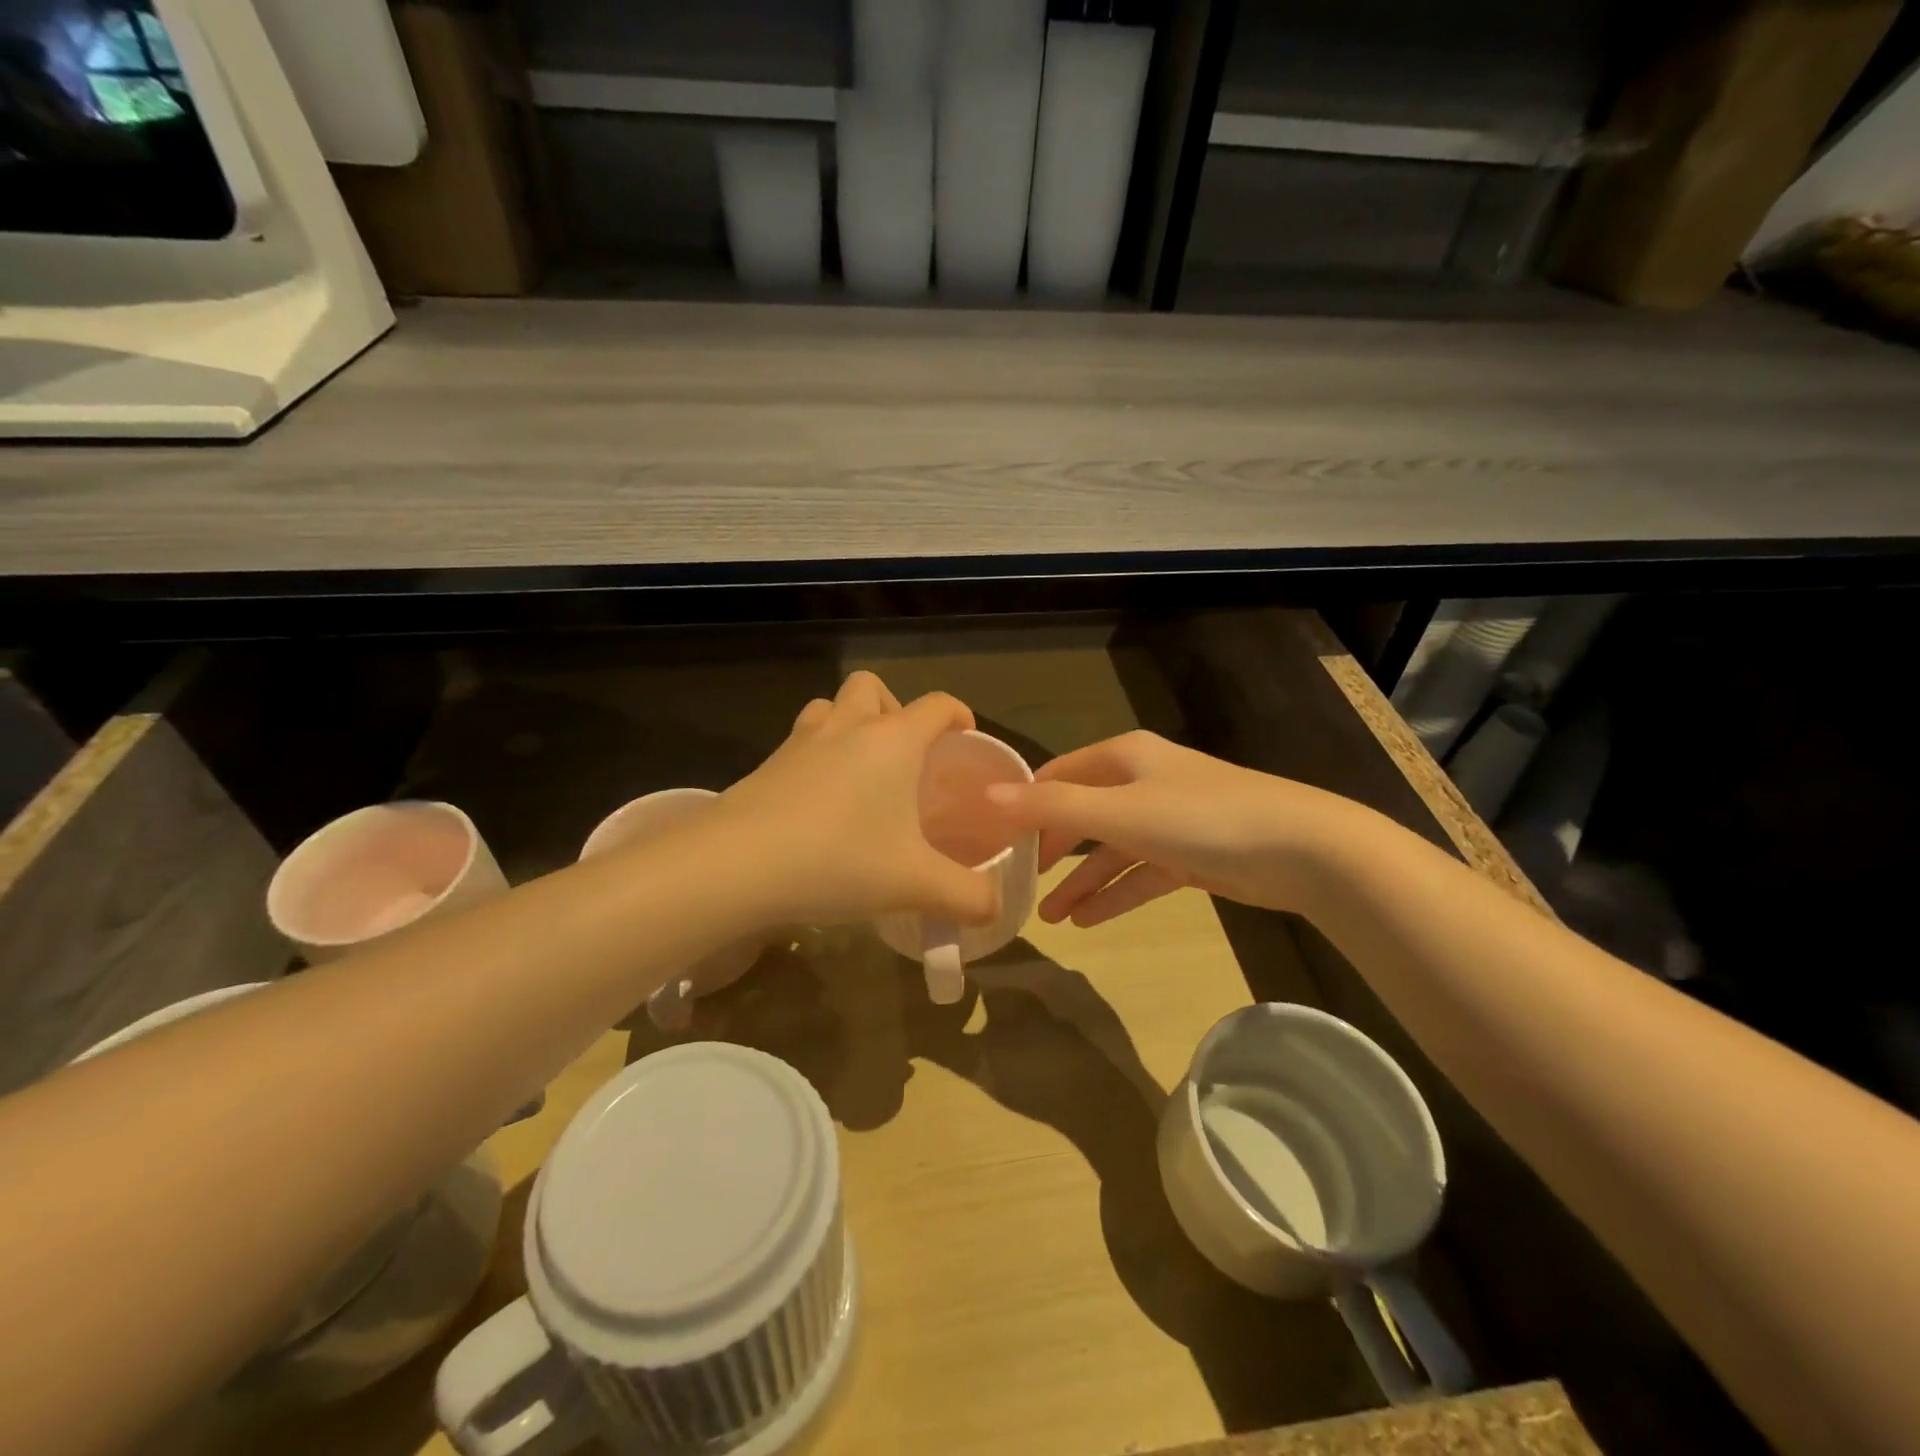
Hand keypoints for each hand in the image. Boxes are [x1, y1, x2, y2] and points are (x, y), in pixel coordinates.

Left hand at [709, 671, 1002, 928]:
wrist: (736, 865)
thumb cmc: (839, 859)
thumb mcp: (915, 885)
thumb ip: (967, 896)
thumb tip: (996, 908)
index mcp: (893, 741)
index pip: (937, 704)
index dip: (958, 714)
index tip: (965, 738)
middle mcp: (847, 727)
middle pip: (873, 688)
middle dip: (893, 709)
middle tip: (903, 755)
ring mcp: (801, 741)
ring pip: (830, 707)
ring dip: (849, 725)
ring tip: (859, 771)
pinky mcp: (767, 764)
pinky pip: (800, 742)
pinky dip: (816, 756)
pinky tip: (819, 804)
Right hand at [984, 731, 1356, 925]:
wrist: (1301, 849)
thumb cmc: (1201, 818)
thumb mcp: (1119, 811)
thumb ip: (1052, 807)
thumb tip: (986, 797)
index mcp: (1124, 758)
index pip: (1059, 773)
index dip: (1026, 801)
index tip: (993, 835)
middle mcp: (1144, 781)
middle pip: (1083, 812)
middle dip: (1052, 848)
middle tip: (1019, 879)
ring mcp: (1169, 819)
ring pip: (1112, 850)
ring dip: (1081, 881)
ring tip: (1050, 917)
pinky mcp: (1191, 855)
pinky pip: (1141, 874)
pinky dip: (1116, 894)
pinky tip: (1089, 921)